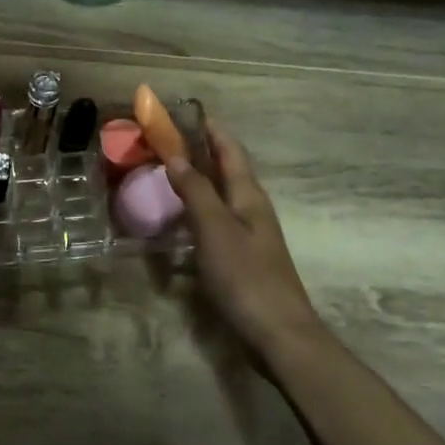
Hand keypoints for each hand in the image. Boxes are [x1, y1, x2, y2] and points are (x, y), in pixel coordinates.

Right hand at [166, 123, 319, 354]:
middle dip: (201, 151)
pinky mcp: (241, 259)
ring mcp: (248, 236)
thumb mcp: (215, 229)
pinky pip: (215, 222)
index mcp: (249, 196)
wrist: (278, 333)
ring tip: (167, 173)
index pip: (231, 151)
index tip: (188, 111)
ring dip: (198, 181)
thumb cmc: (246, 276)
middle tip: (167, 140)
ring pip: (220, 197)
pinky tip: (179, 220)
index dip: (212, 130)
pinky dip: (196, 211)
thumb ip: (195, 191)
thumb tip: (176, 155)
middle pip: (227, 171)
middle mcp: (251, 210)